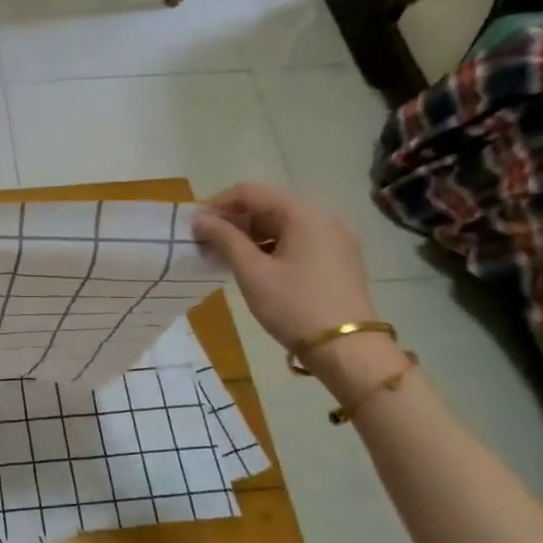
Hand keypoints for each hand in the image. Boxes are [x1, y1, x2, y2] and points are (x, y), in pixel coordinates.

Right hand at [190, 183, 376, 350]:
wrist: (348, 350)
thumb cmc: (294, 306)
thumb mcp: (252, 272)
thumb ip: (224, 239)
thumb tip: (199, 218)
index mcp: (303, 214)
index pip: (251, 192)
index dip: (218, 203)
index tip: (194, 224)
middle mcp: (323, 218)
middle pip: (269, 206)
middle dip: (234, 221)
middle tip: (206, 242)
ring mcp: (334, 239)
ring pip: (282, 225)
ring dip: (250, 235)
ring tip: (225, 257)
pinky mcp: (338, 260)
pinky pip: (297, 241)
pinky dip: (271, 247)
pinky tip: (254, 267)